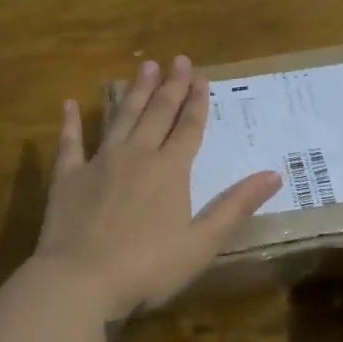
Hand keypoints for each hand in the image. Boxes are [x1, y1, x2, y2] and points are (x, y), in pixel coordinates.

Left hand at [32, 56, 280, 321]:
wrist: (80, 282)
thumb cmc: (148, 267)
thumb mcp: (202, 242)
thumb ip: (236, 205)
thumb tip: (275, 174)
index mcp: (170, 170)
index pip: (189, 127)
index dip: (197, 102)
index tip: (201, 76)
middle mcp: (137, 155)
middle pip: (158, 113)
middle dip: (171, 86)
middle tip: (177, 60)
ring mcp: (100, 163)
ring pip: (121, 118)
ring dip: (134, 92)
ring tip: (144, 66)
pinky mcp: (68, 178)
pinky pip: (70, 143)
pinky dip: (70, 123)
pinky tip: (69, 104)